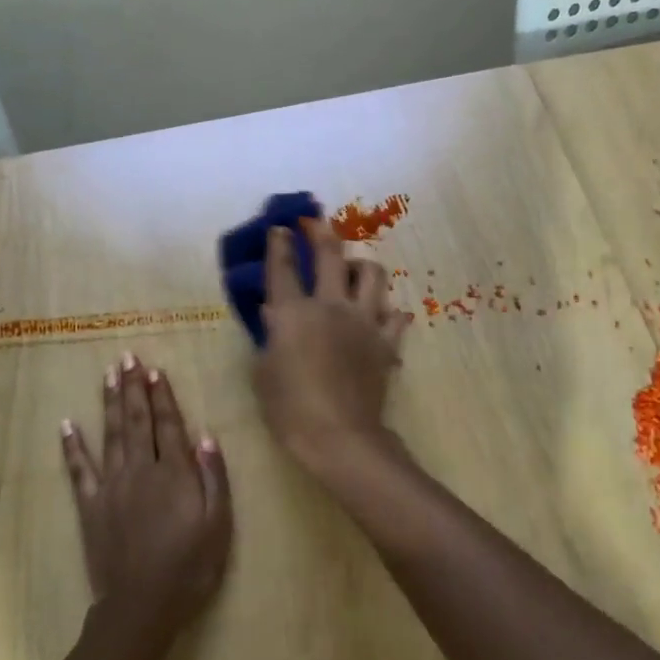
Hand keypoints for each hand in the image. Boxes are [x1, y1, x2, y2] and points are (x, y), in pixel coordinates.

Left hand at [62, 355, 232, 644]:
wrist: (141, 607)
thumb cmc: (189, 568)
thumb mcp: (218, 525)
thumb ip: (213, 478)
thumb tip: (205, 437)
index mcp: (173, 473)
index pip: (168, 424)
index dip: (163, 396)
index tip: (156, 370)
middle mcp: (140, 470)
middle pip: (137, 421)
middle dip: (133, 387)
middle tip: (128, 357)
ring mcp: (111, 486)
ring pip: (110, 435)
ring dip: (109, 402)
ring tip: (108, 374)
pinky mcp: (90, 506)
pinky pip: (79, 470)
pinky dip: (72, 446)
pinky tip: (67, 424)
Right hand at [253, 218, 412, 476]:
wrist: (339, 436)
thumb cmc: (290, 409)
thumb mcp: (264, 372)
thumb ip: (269, 337)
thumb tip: (274, 313)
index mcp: (294, 313)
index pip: (283, 268)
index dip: (279, 244)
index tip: (280, 228)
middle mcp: (330, 306)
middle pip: (330, 255)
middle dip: (321, 232)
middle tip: (315, 223)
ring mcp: (364, 321)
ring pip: (372, 275)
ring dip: (361, 266)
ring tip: (353, 271)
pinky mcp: (386, 342)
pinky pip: (395, 316)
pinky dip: (389, 312)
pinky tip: (384, 315)